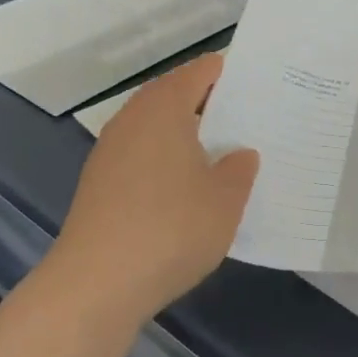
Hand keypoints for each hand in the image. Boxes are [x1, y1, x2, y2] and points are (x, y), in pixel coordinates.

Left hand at [52, 54, 258, 327]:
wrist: (95, 285)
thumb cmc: (170, 229)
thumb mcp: (225, 200)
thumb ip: (239, 168)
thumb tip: (239, 154)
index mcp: (164, 106)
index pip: (201, 71)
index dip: (231, 73)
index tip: (262, 86)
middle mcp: (133, 118)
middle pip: (175, 95)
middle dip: (211, 105)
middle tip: (250, 121)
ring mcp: (110, 151)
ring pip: (157, 128)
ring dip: (187, 136)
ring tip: (223, 156)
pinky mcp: (99, 184)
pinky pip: (142, 157)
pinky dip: (166, 163)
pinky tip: (187, 191)